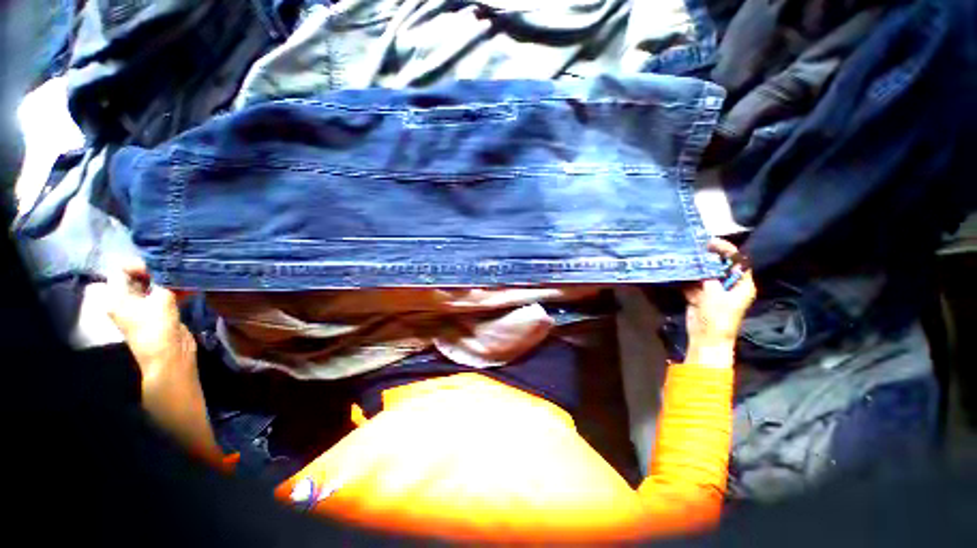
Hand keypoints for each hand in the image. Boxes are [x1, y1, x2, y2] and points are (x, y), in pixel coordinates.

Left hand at [105, 261, 196, 383]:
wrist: (170, 356)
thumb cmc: (157, 328)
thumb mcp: (161, 300)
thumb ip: (164, 280)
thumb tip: (170, 264)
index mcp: (116, 298)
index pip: (121, 271)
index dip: (139, 264)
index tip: (159, 264)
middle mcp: (126, 301)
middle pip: (137, 278)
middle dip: (157, 271)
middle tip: (175, 268)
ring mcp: (143, 308)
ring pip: (154, 286)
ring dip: (169, 281)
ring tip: (185, 276)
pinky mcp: (159, 313)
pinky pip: (164, 295)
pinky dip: (176, 290)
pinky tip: (190, 287)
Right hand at [683, 239, 755, 367]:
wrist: (706, 338)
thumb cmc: (717, 317)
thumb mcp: (715, 295)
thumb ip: (709, 277)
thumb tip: (701, 263)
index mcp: (742, 285)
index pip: (739, 262)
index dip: (727, 250)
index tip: (711, 242)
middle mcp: (729, 286)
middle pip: (720, 266)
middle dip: (708, 257)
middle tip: (694, 247)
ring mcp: (714, 292)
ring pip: (705, 274)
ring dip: (696, 267)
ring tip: (684, 256)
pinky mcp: (700, 297)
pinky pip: (694, 284)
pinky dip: (687, 279)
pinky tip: (679, 270)